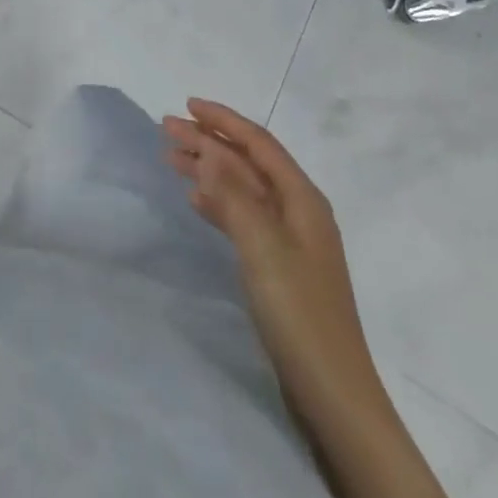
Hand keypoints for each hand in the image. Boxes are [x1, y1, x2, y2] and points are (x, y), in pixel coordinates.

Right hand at [163, 99, 379, 402]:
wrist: (332, 393)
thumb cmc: (298, 311)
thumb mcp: (262, 245)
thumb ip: (233, 194)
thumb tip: (209, 151)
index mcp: (302, 199)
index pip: (258, 143)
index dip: (223, 120)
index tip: (187, 104)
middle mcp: (298, 211)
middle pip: (247, 162)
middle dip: (208, 141)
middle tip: (165, 128)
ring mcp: (289, 240)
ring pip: (241, 187)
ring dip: (208, 168)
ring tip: (170, 158)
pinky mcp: (278, 266)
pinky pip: (242, 216)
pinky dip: (217, 201)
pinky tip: (195, 198)